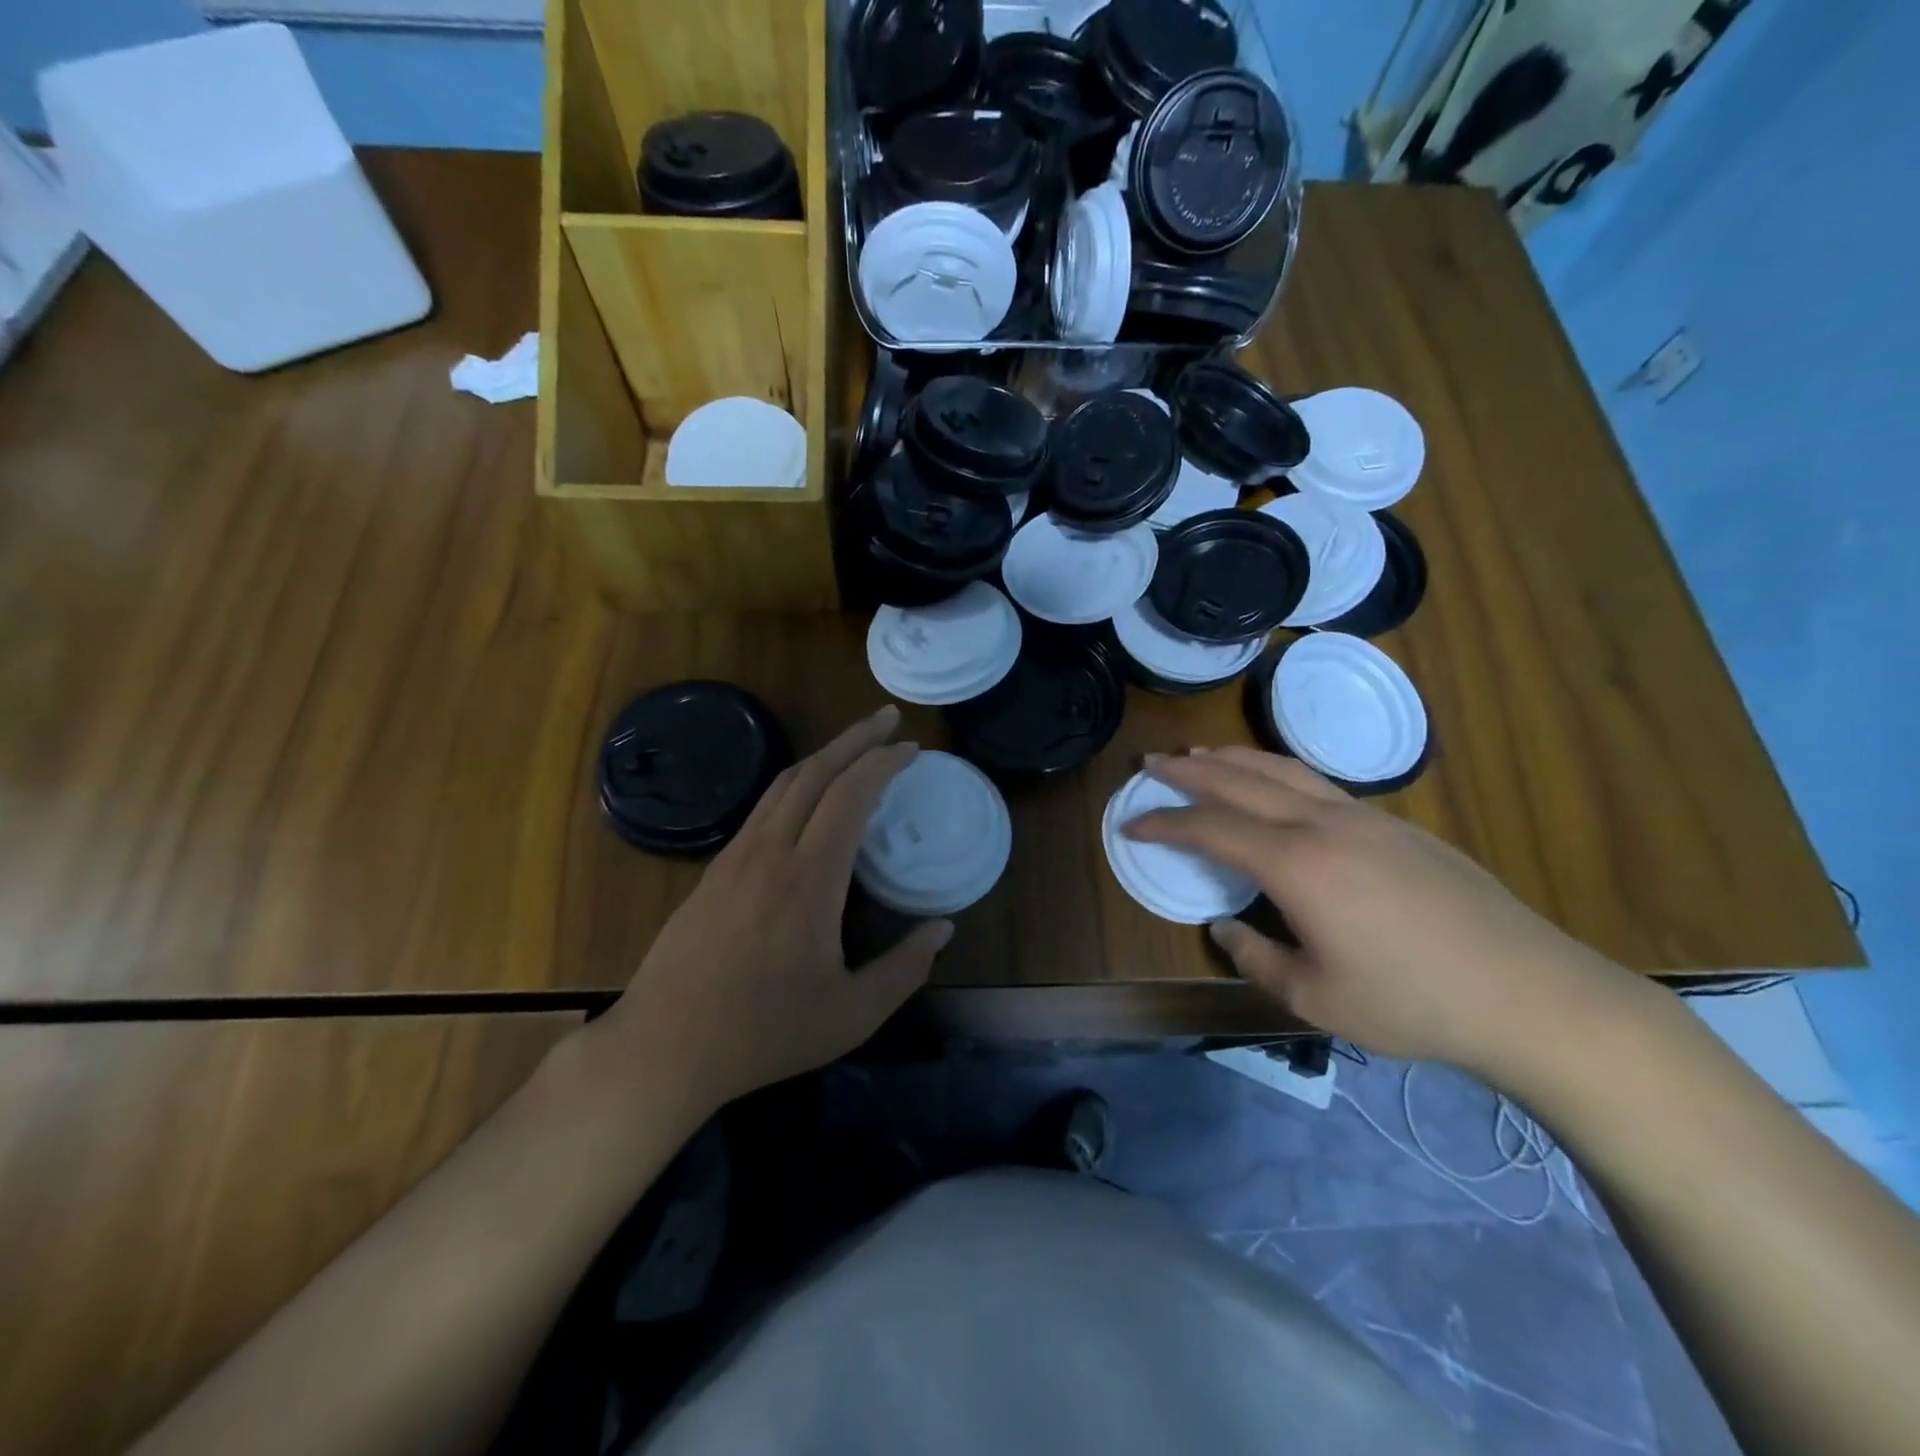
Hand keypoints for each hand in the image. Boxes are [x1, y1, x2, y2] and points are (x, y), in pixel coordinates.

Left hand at [592, 705, 948, 1114]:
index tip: (912, 749)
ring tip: (854, 746)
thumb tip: (944, 929)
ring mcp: (736, 857)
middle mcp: (771, 851)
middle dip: (856, 738)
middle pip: (815, 772)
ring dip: (823, 755)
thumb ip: (905, 969)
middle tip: (887, 719)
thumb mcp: (852, 1014)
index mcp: (810, 879)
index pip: (851, 794)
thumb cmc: (764, 1033)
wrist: (664, 1048)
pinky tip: (807, 798)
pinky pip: (762, 807)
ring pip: (783, 783)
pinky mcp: (714, 869)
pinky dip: (795, 784)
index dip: (884, 763)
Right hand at [1123, 747, 1635, 1075]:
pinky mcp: (1396, 825)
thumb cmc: (1412, 1002)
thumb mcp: (1316, 997)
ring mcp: (1365, 818)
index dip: (1164, 823)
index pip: (1211, 828)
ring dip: (1233, 758)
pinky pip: (1317, 782)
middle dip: (1189, 770)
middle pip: (1241, 780)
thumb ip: (1256, 957)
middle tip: (1151, 763)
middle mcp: (1324, 824)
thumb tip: (1226, 925)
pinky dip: (1276, 771)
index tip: (1131, 822)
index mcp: (1297, 864)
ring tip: (1201, 754)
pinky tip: (1273, 785)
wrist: (1529, 992)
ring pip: (1283, 769)